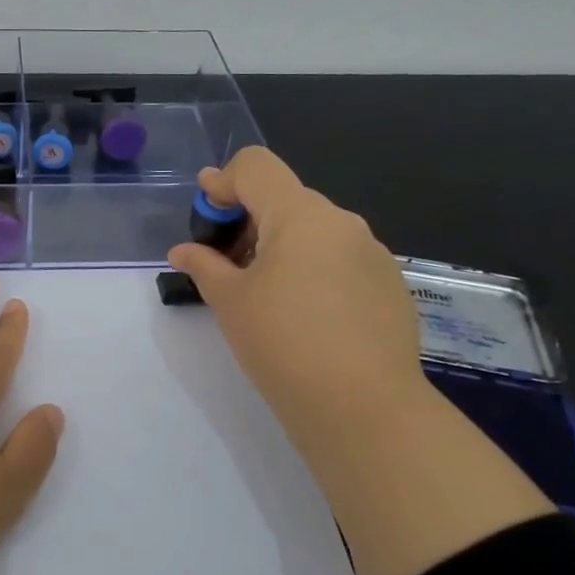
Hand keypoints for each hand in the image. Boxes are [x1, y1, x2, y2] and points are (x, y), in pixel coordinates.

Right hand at [168, 148, 427, 465]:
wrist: (363, 408)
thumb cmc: (283, 343)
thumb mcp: (230, 302)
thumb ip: (204, 266)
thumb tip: (183, 251)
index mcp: (299, 214)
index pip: (255, 166)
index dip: (222, 181)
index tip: (206, 216)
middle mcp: (341, 221)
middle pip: (286, 198)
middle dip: (250, 218)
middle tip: (227, 262)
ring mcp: (373, 253)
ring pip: (316, 230)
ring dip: (283, 244)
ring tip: (265, 292)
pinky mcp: (390, 285)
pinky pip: (342, 259)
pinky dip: (314, 268)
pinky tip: (306, 314)